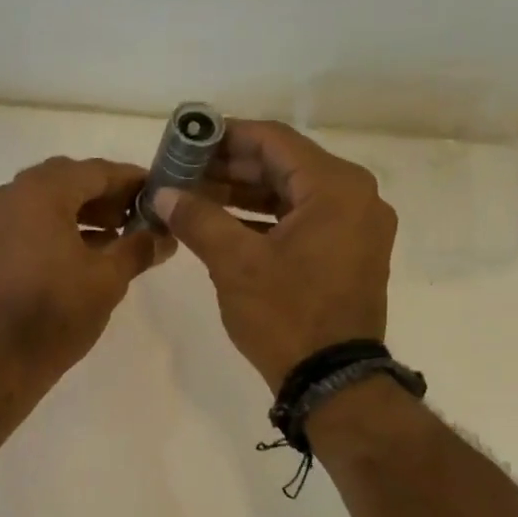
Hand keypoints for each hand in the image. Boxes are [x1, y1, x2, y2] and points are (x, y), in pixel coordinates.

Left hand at [0, 156, 175, 385]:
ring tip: (117, 237)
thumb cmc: (57, 313)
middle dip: (105, 196)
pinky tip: (84, 252)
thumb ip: (139, 247)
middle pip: (66, 181)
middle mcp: (7, 194)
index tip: (158, 192)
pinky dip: (55, 228)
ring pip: (44, 202)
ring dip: (81, 213)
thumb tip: (164, 236)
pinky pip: (25, 222)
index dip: (130, 181)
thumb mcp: (108, 279)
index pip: (95, 171)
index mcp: (39, 192)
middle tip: (138, 216)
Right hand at [152, 121, 395, 390]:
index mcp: (336, 187)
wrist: (332, 380)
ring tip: (193, 196)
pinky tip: (223, 224)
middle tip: (182, 171)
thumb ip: (197, 219)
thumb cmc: (286, 315)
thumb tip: (162, 193)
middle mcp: (355, 197)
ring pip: (291, 194)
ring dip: (243, 194)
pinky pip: (301, 220)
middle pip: (283, 165)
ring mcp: (355, 227)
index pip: (273, 141)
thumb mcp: (234, 263)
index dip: (224, 136)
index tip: (185, 141)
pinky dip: (263, 219)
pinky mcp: (348, 253)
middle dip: (229, 167)